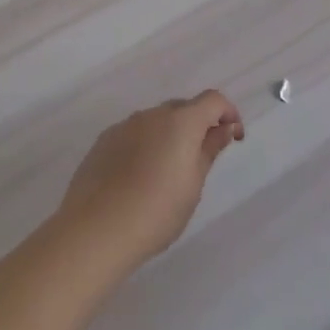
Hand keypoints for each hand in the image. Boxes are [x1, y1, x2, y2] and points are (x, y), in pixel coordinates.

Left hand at [58, 91, 244, 267]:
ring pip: (157, 121)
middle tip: (202, 159)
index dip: (228, 113)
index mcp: (180, 122)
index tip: (233, 137)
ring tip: (167, 173)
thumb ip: (209, 150)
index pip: (213, 100)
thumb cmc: (156, 211)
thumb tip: (223, 129)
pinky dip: (145, 145)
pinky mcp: (103, 141)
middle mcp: (152, 115)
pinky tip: (139, 177)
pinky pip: (134, 134)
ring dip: (170, 136)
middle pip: (183, 108)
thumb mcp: (193, 185)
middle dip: (198, 125)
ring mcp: (124, 126)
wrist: (96, 230)